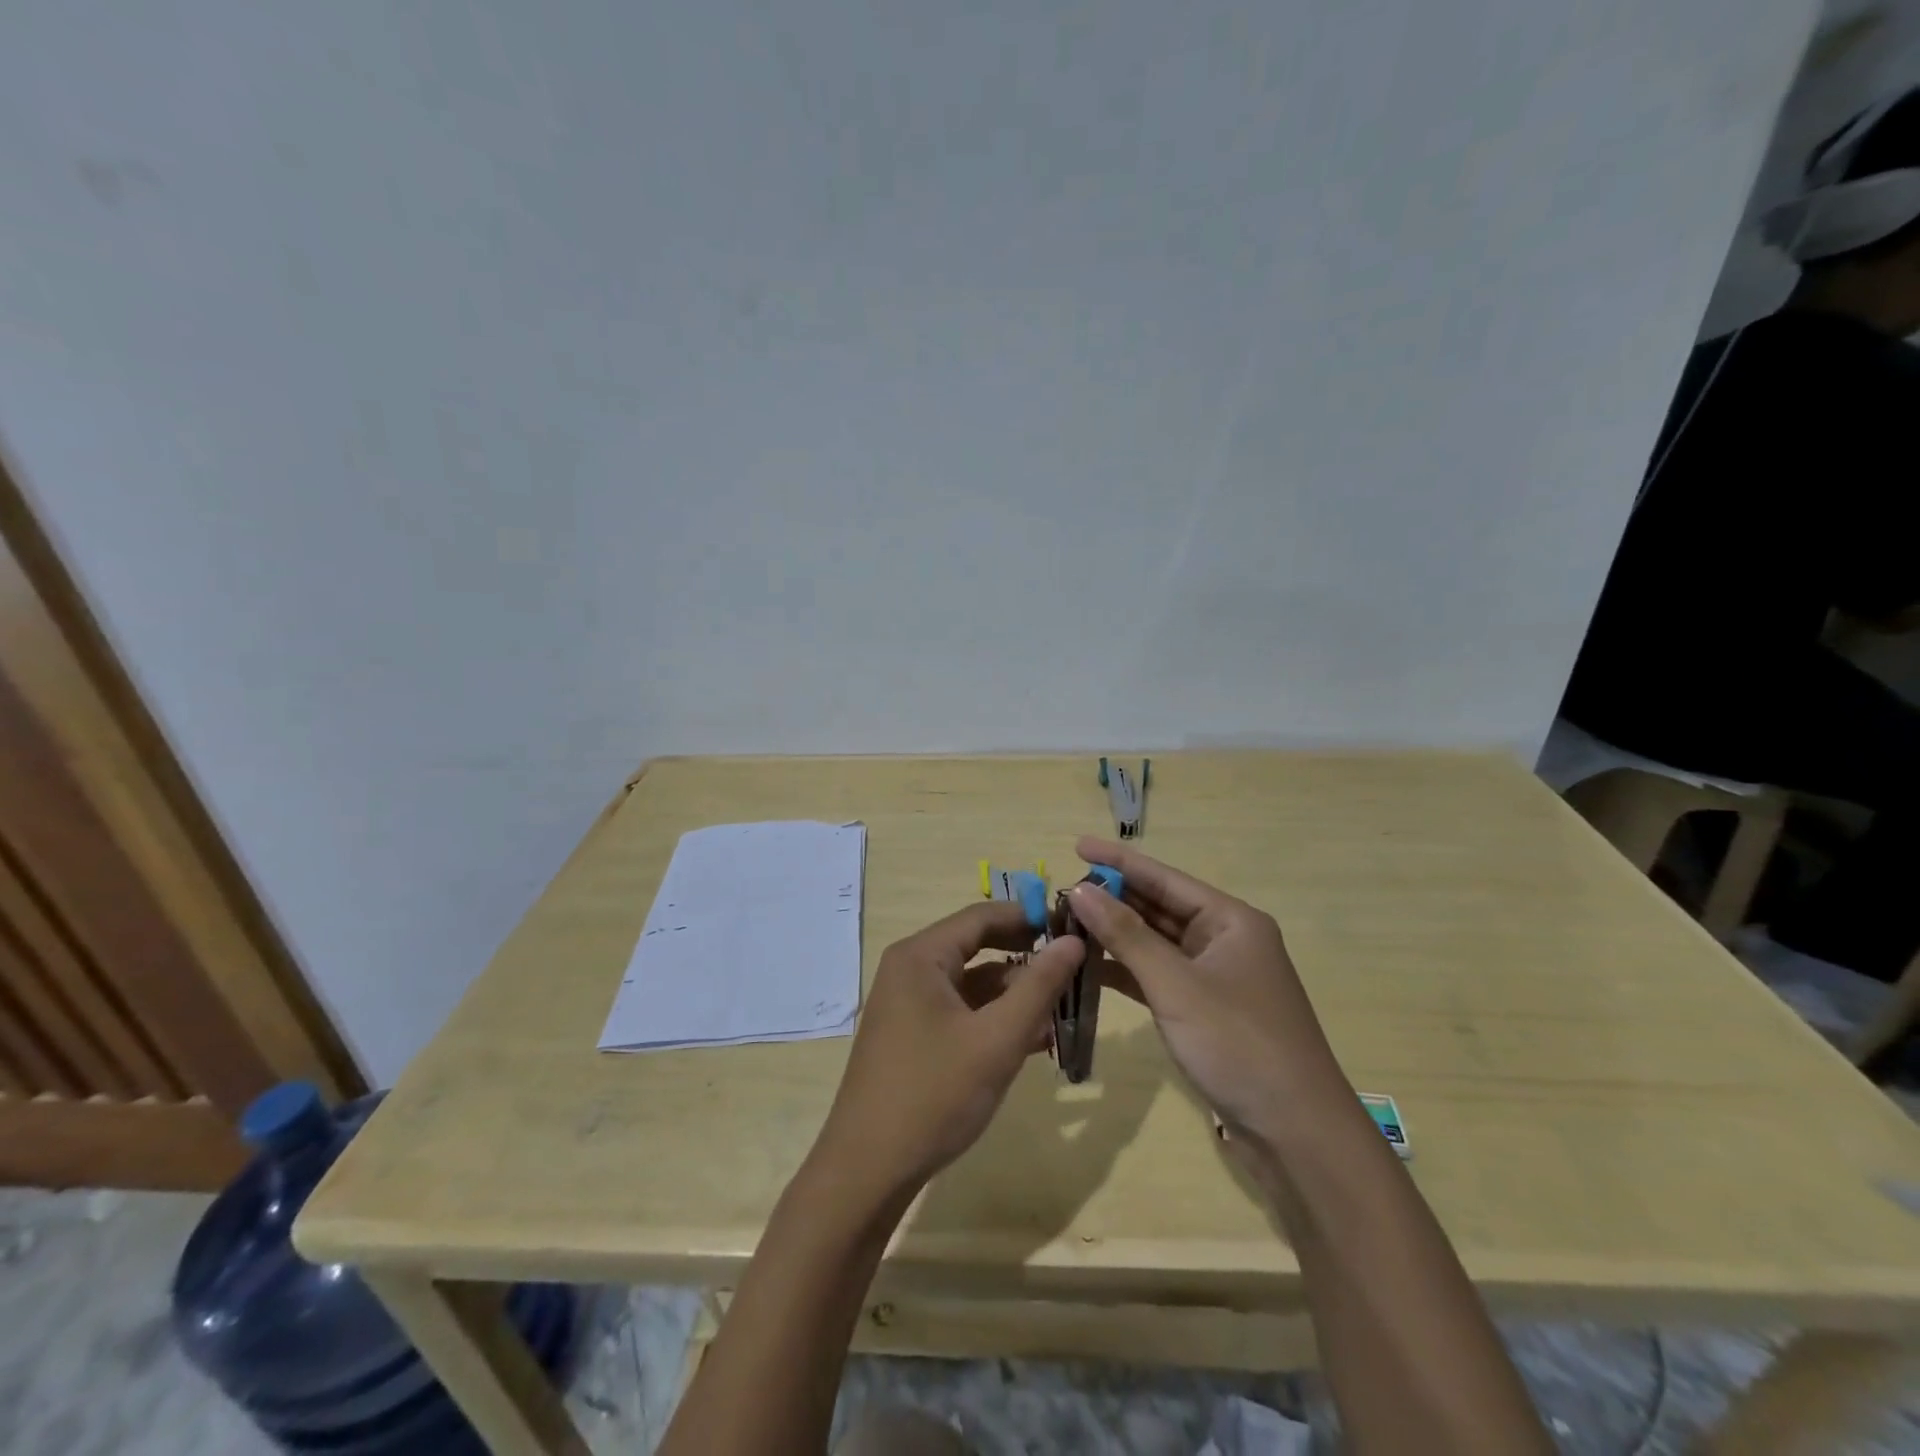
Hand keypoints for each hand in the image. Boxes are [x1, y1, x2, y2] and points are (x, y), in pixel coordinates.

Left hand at [811, 902, 1084, 1200]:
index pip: (982, 916)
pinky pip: (960, 1011)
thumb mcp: (997, 1040)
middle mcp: (910, 969)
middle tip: (1073, 969)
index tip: (1074, 929)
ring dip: (1014, 994)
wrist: (868, 1172)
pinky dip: (993, 1019)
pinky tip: (1030, 1042)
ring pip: (971, 983)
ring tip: (1060, 1012)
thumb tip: (1073, 941)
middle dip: (1025, 958)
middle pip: (977, 946)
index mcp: (921, 956)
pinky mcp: (911, 1034)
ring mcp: (908, 1003)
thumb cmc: (934, 1095)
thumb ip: (1039, 986)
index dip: (1029, 917)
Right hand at [1066, 838, 1345, 1134]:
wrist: (1297, 1135)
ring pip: (1156, 943)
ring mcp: (1216, 977)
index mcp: (1230, 920)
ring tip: (1067, 924)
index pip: (1164, 878)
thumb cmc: (1239, 1045)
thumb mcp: (1176, 985)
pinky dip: (1127, 971)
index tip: (1076, 844)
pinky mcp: (1206, 1010)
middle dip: (1113, 899)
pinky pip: (1159, 976)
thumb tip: (1080, 889)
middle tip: (1061, 891)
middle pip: (1160, 907)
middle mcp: (1224, 940)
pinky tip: (1091, 967)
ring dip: (1116, 936)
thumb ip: (1126, 935)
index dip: (1119, 861)